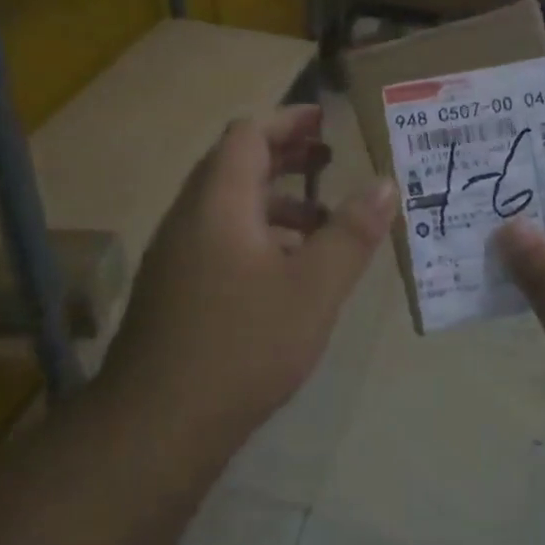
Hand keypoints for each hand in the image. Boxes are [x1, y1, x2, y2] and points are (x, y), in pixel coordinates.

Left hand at [101, 106, 396, 459]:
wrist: (158, 424)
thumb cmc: (242, 344)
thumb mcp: (314, 288)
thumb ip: (352, 233)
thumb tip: (386, 182)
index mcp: (219, 203)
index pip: (247, 135)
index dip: (287, 121)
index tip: (325, 120)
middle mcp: (190, 217)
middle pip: (234, 165)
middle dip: (284, 156)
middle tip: (329, 159)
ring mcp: (176, 255)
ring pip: (227, 206)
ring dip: (273, 200)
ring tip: (321, 221)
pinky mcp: (174, 289)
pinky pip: (218, 238)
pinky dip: (256, 234)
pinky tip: (287, 270)